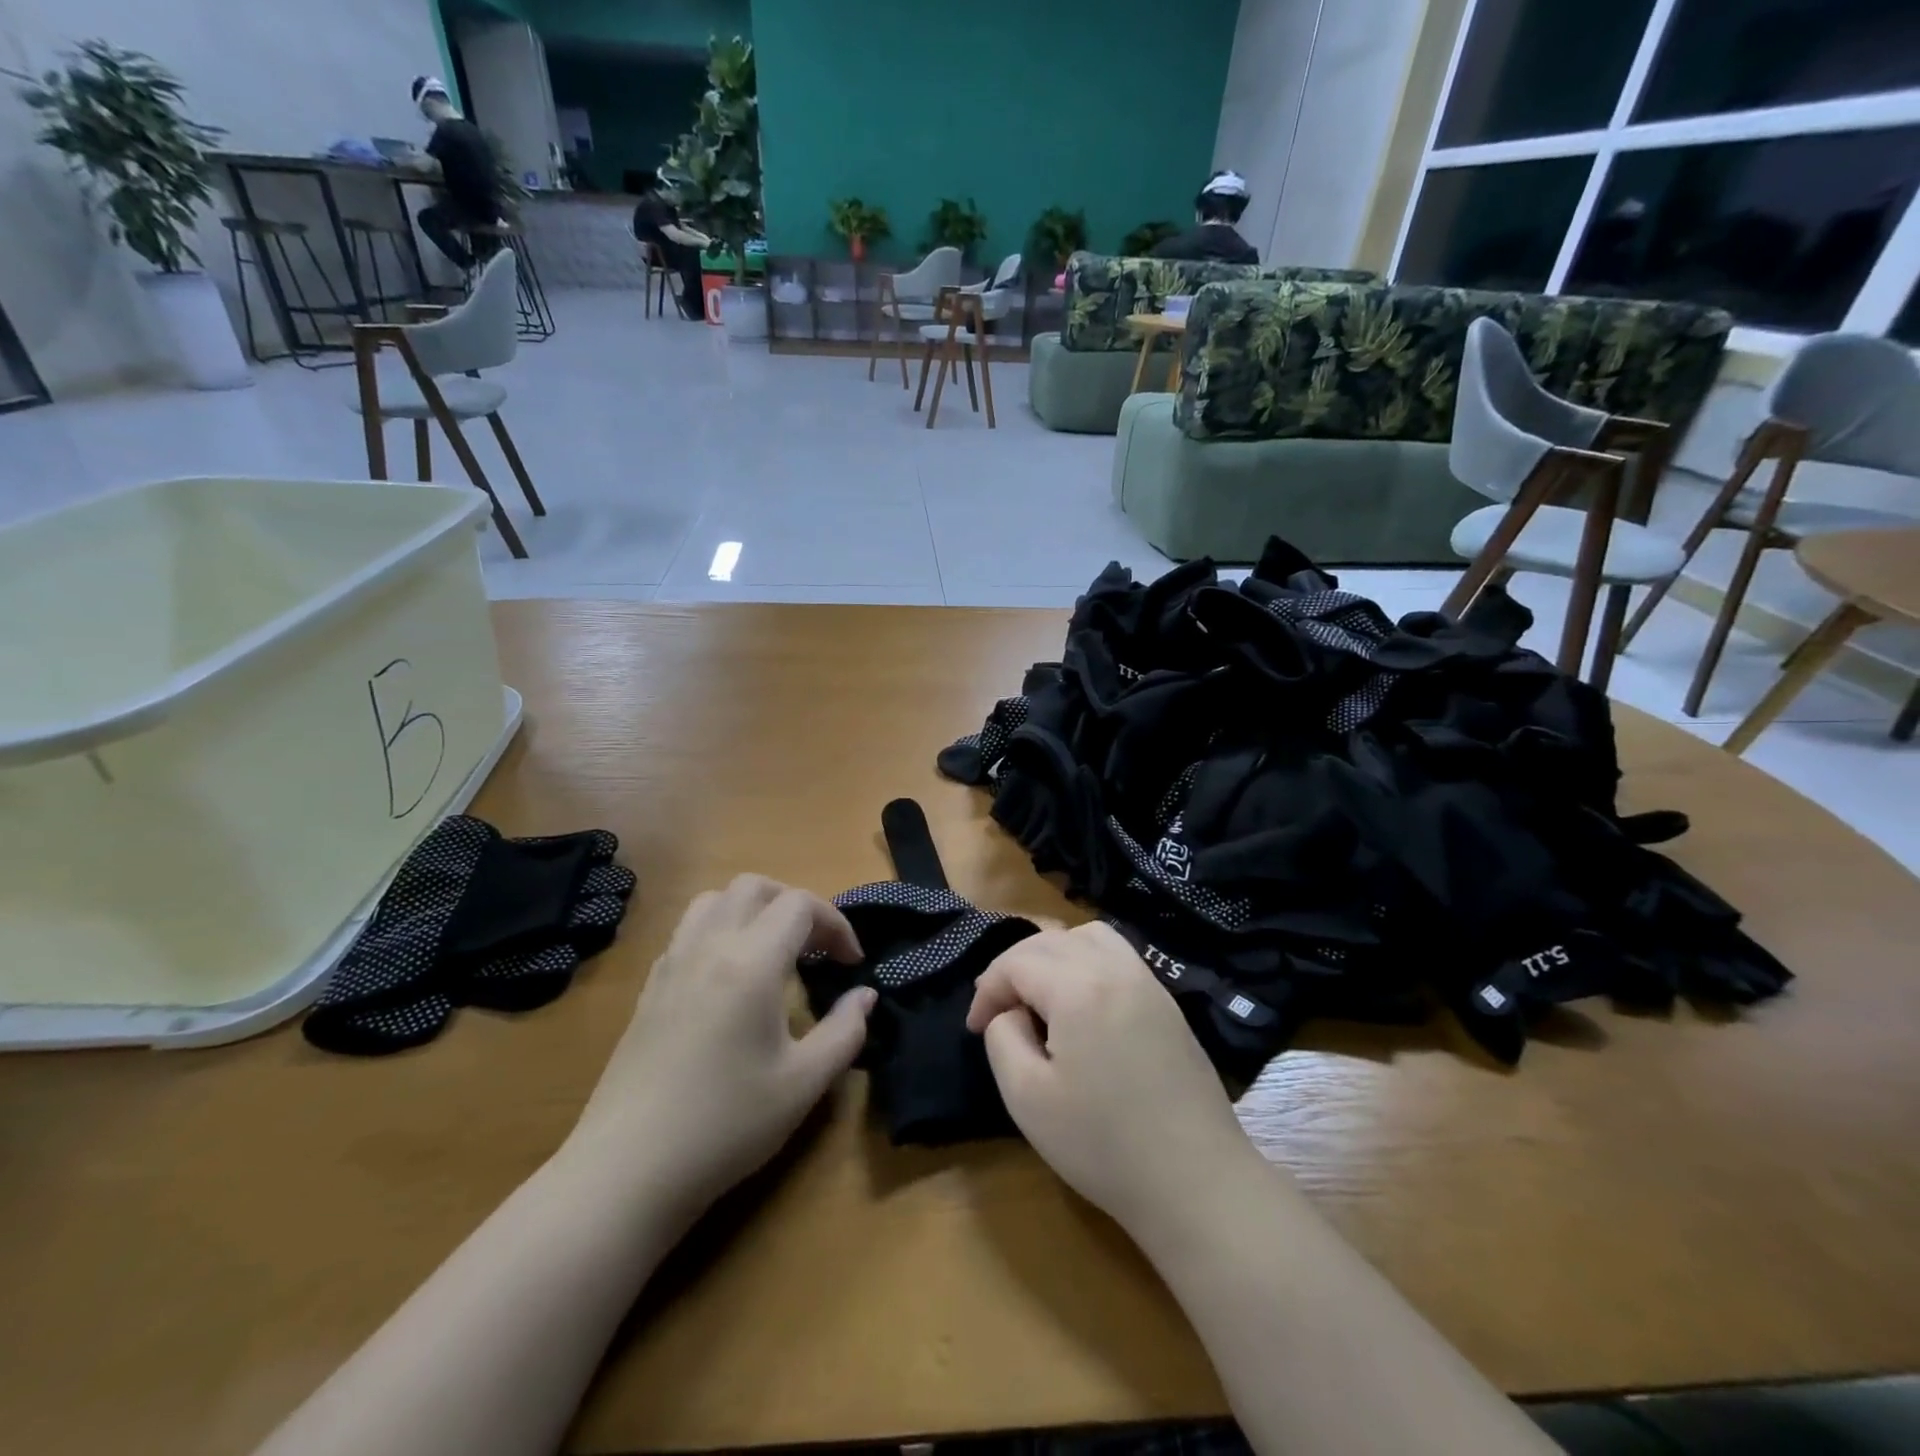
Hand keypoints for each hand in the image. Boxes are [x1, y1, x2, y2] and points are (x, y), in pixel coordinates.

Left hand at [566, 876, 873, 1222]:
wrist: (627, 1171)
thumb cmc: (726, 1125)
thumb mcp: (804, 1083)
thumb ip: (845, 1031)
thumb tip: (864, 996)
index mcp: (751, 962)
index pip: (800, 905)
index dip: (836, 923)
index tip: (852, 963)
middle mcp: (709, 946)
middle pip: (754, 886)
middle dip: (794, 903)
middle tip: (816, 947)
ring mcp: (672, 963)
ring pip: (714, 900)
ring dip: (753, 909)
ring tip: (774, 951)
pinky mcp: (649, 987)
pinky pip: (689, 931)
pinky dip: (720, 930)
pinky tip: (730, 979)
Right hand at [966, 922, 1256, 1231]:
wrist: (1196, 1181)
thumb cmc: (1103, 1144)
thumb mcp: (1027, 1097)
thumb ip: (1003, 1038)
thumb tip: (1010, 1012)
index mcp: (1077, 986)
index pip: (1016, 961)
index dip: (987, 989)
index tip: (975, 1028)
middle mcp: (1114, 968)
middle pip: (1050, 940)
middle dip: (1014, 968)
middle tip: (998, 1011)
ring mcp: (1147, 981)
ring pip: (1088, 937)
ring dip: (1053, 954)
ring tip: (1039, 996)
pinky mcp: (1166, 1002)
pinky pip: (1117, 954)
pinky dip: (1087, 959)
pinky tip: (1081, 1002)